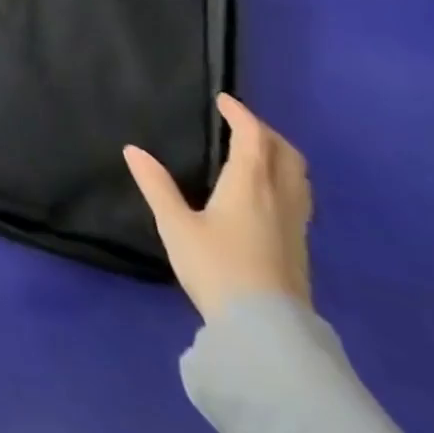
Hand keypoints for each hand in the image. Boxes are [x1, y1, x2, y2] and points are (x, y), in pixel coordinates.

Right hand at [124, 93, 311, 321]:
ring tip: (257, 154)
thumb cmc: (216, 267)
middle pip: (286, 154)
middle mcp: (279, 198)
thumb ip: (156, 185)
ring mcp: (294, 225)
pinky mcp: (299, 248)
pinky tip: (266, 195)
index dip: (240, 114)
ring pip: (299, 178)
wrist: (265, 332)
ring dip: (280, 156)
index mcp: (250, 185)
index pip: (253, 137)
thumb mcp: (175, 225)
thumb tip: (133, 150)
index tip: (224, 100)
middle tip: (242, 124)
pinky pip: (299, 198)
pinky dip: (285, 180)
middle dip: (266, 132)